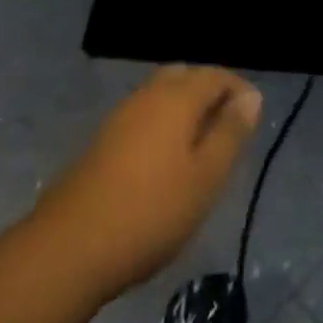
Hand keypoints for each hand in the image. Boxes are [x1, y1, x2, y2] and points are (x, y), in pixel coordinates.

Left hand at [31, 66, 261, 300]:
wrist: (69, 247)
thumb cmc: (151, 211)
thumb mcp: (206, 177)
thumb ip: (230, 133)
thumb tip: (250, 96)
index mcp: (177, 97)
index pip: (216, 75)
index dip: (238, 89)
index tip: (253, 116)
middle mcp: (148, 95)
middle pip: (186, 77)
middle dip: (210, 92)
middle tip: (229, 127)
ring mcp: (121, 116)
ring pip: (162, 95)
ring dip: (186, 109)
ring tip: (202, 146)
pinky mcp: (102, 141)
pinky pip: (144, 116)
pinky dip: (163, 125)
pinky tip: (166, 161)